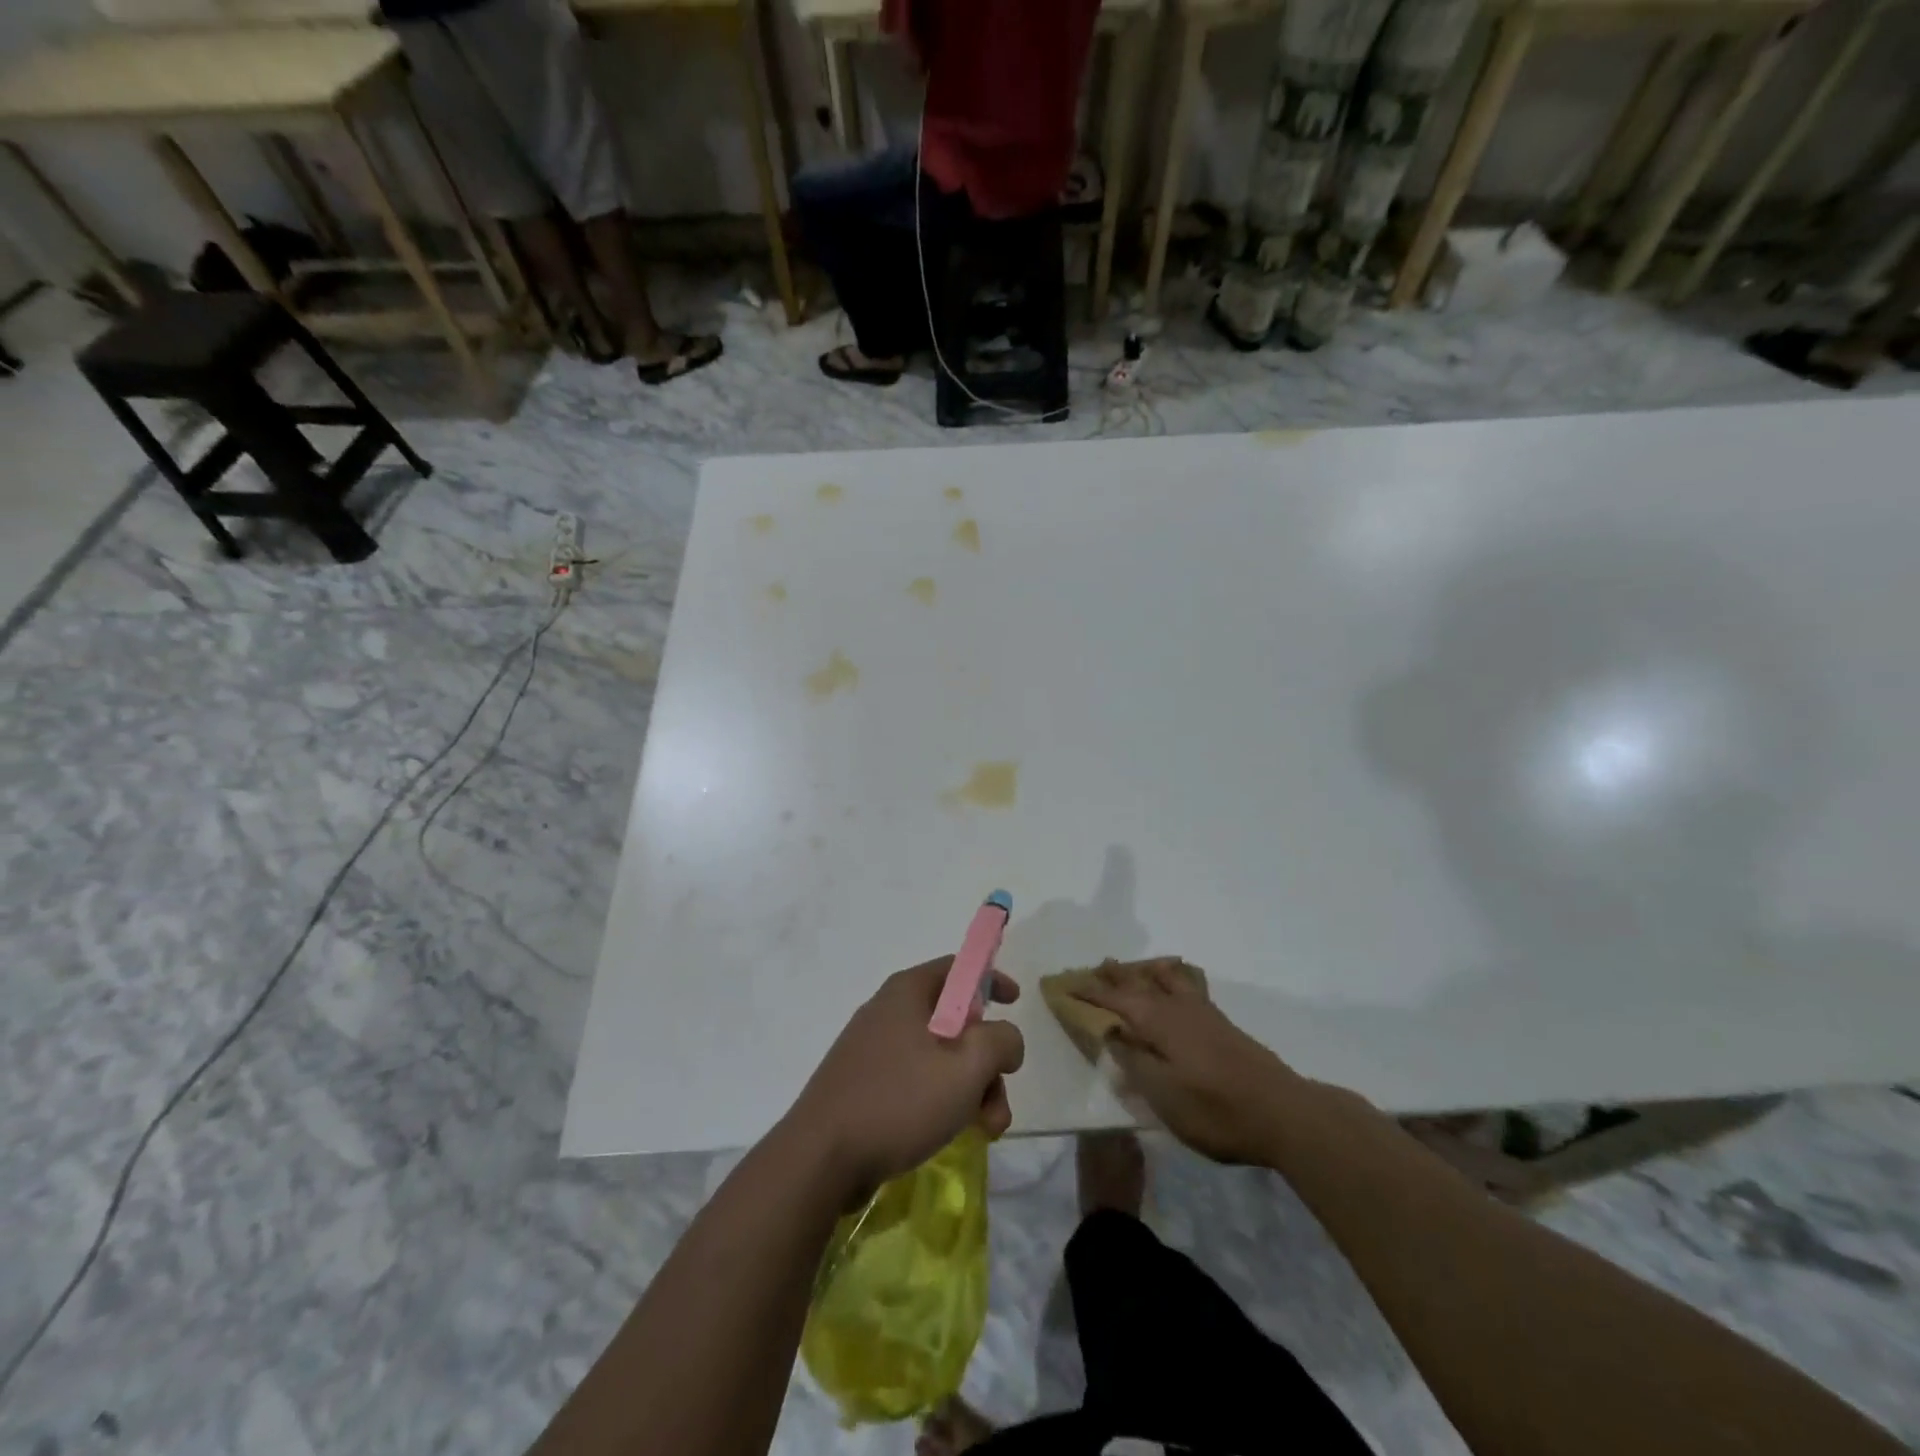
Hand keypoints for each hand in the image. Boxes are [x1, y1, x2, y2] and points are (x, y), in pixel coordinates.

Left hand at [786, 959, 1025, 1196]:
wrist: (820, 1159)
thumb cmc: (899, 1101)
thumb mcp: (967, 1067)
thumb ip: (1000, 1041)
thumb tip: (1005, 1038)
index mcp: (908, 991)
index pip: (958, 968)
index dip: (991, 980)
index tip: (1015, 1004)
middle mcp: (888, 1011)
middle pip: (954, 1021)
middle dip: (986, 1060)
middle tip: (1000, 1098)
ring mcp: (872, 1050)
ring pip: (938, 1058)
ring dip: (970, 1089)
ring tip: (985, 1130)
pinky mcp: (863, 1085)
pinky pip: (914, 1080)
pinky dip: (940, 1101)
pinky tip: (951, 1133)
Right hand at [1075, 958, 1307, 1165]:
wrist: (1284, 1114)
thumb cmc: (1216, 1110)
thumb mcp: (1163, 1095)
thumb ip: (1134, 1061)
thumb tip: (1110, 1032)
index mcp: (1159, 1022)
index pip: (1116, 1000)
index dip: (1091, 992)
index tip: (1067, 985)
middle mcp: (1180, 1009)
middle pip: (1143, 983)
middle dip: (1119, 975)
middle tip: (1099, 964)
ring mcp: (1205, 1015)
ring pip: (1170, 981)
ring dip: (1149, 972)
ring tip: (1139, 966)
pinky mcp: (1224, 1027)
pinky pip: (1190, 988)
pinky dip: (1175, 979)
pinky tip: (1181, 986)